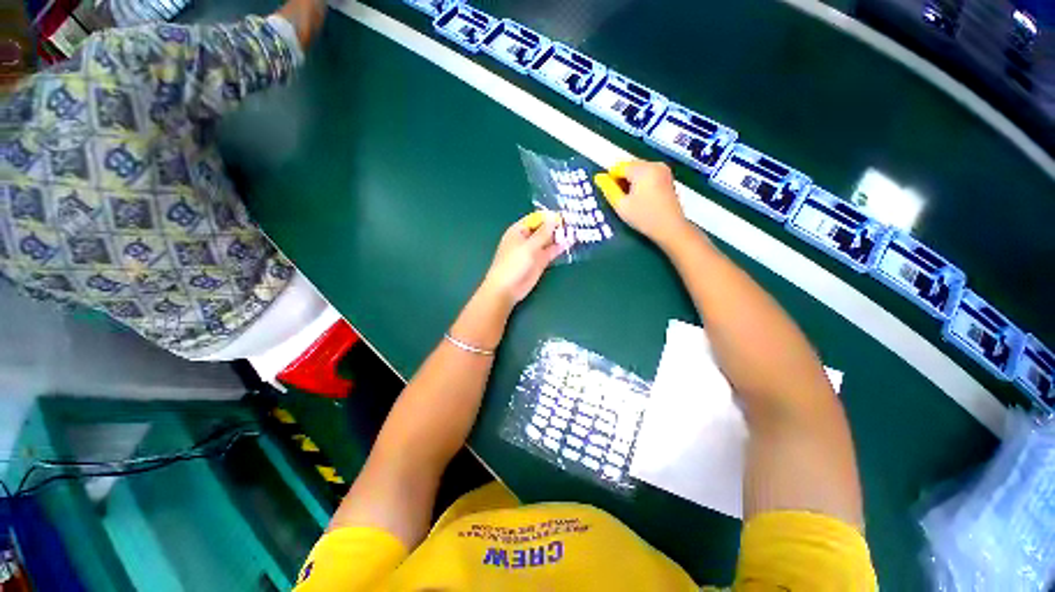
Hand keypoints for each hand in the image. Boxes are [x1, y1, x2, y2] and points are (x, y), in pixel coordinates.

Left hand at [480, 211, 565, 306]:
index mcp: (518, 231)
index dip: (549, 216)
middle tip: (573, 223)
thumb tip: (554, 218)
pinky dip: (559, 248)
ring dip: (559, 236)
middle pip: (543, 229)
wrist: (507, 289)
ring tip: (575, 231)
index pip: (536, 218)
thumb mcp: (528, 246)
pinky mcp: (540, 262)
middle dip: (556, 226)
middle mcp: (527, 239)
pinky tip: (570, 243)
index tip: (563, 215)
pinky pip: (551, 252)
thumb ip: (543, 233)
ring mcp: (534, 251)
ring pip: (548, 240)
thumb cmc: (513, 264)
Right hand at [595, 160, 694, 248]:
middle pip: (630, 166)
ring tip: (630, 200)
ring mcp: (663, 170)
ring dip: (630, 182)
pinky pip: (648, 175)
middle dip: (621, 180)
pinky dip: (641, 183)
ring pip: (638, 171)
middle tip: (620, 199)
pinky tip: (641, 199)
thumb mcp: (621, 205)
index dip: (610, 180)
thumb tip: (599, 178)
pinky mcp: (667, 178)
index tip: (609, 194)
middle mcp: (655, 165)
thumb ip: (608, 189)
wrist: (670, 228)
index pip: (619, 167)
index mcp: (643, 169)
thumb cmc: (644, 217)